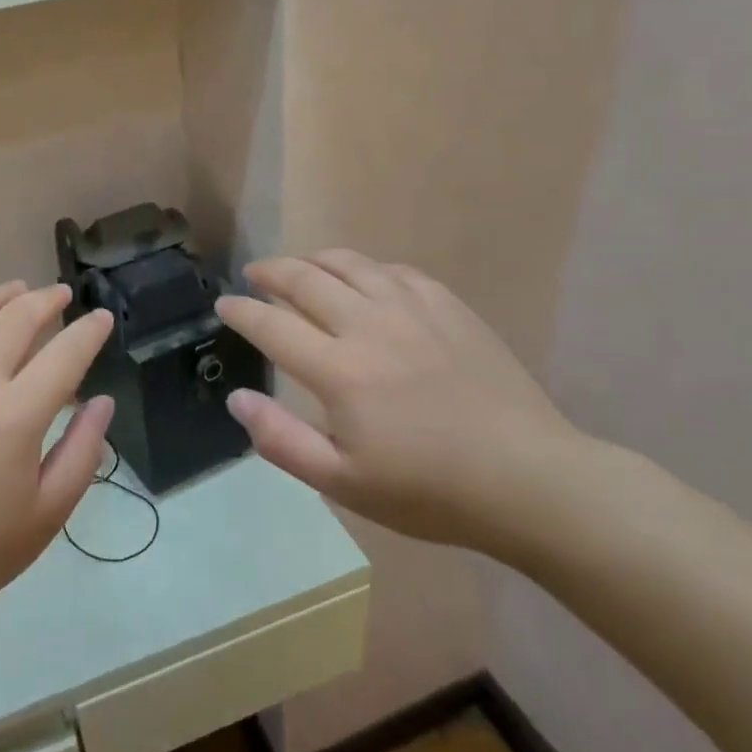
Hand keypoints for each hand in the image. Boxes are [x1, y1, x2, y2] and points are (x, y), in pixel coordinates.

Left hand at [0, 283, 114, 697]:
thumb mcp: (45, 515)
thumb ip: (82, 452)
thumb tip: (103, 402)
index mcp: (15, 416)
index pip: (66, 353)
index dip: (90, 331)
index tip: (102, 318)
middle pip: (16, 318)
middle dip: (46, 300)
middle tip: (61, 295)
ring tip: (16, 290)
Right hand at [215, 250, 591, 553]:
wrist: (527, 480)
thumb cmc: (428, 490)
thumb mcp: (343, 482)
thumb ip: (281, 440)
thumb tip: (237, 398)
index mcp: (339, 371)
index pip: (272, 325)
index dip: (242, 311)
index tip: (224, 303)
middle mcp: (370, 326)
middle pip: (306, 280)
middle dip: (271, 272)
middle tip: (254, 275)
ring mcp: (413, 310)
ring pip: (351, 264)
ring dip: (315, 260)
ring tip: (300, 266)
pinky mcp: (449, 307)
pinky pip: (395, 271)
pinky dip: (366, 268)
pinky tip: (364, 279)